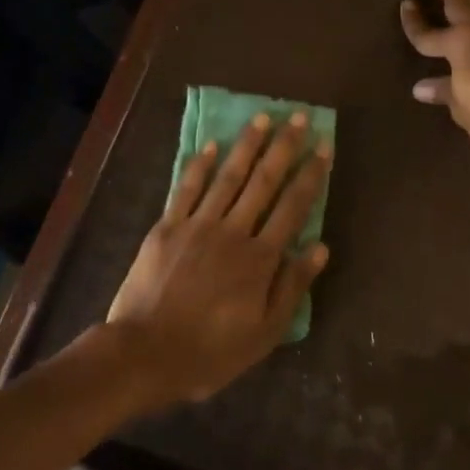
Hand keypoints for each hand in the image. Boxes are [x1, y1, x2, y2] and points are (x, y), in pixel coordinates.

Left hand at [104, 111, 331, 404]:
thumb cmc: (210, 351)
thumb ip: (292, 287)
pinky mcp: (167, 227)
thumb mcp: (264, 333)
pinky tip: (211, 145)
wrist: (145, 353)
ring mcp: (197, 225)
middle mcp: (233, 231)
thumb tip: (320, 247)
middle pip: (264, 181)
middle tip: (299, 117)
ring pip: (228, 177)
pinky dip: (199, 165)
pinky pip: (187, 189)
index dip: (311, 175)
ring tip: (263, 117)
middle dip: (284, 147)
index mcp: (260, 258)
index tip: (324, 146)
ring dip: (247, 145)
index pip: (293, 207)